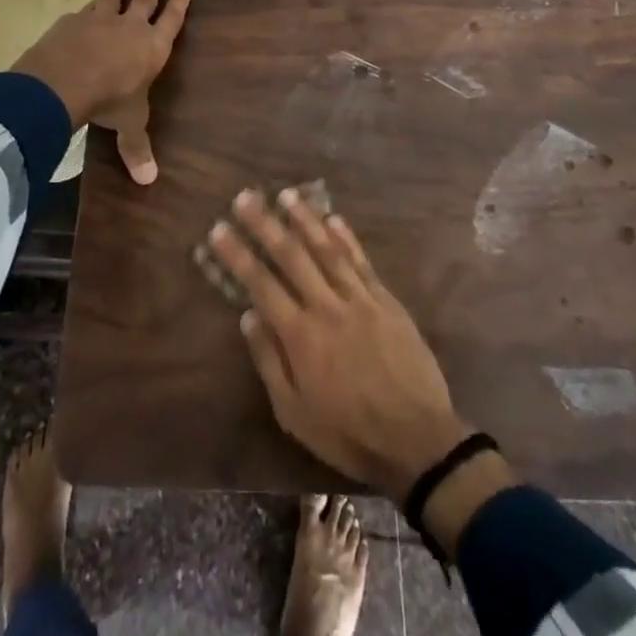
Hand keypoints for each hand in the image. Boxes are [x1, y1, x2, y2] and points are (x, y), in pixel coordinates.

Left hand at [11, 0, 190, 183]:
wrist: (63, 83)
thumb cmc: (109, 101)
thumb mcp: (128, 125)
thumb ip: (137, 148)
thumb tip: (149, 181)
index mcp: (152, 47)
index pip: (172, 19)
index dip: (180, 0)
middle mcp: (130, 27)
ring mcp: (99, 20)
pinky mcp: (72, 21)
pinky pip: (84, 11)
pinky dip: (88, 7)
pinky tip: (84, 7)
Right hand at [208, 187, 468, 498]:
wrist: (417, 440)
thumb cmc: (349, 433)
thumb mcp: (295, 414)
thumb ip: (270, 361)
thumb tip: (248, 315)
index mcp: (300, 335)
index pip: (261, 284)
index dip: (238, 254)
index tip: (218, 229)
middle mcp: (326, 306)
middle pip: (291, 256)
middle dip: (265, 224)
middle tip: (245, 196)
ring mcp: (359, 299)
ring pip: (327, 249)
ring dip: (305, 220)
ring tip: (286, 194)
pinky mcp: (386, 300)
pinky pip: (362, 262)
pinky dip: (347, 238)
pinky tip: (334, 218)